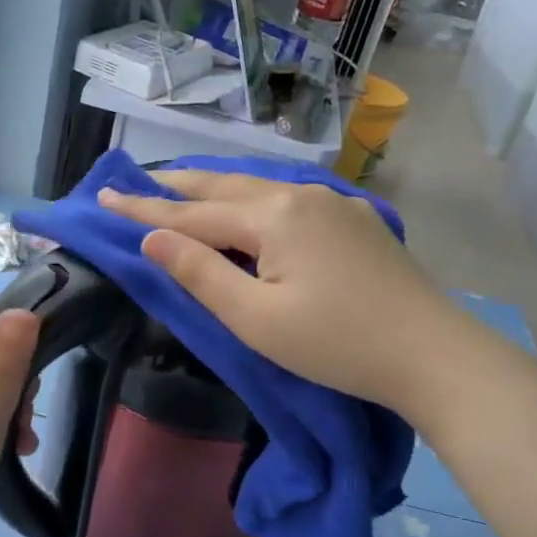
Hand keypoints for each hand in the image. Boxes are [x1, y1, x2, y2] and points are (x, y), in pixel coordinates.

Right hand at [99, 169, 441, 404]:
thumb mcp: (255, 319)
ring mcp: (332, 204)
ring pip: (258, 188)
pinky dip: (251, 199)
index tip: (104, 197)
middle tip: (136, 181)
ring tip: (182, 188)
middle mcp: (300, 195)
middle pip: (223, 187)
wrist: (433, 355)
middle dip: (176, 186)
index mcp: (272, 217)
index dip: (144, 209)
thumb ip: (200, 274)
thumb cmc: (335, 345)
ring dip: (214, 189)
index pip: (191, 213)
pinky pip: (287, 198)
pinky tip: (248, 205)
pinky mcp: (354, 221)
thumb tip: (152, 239)